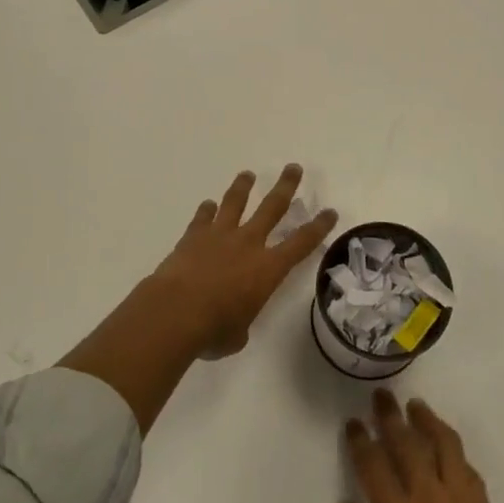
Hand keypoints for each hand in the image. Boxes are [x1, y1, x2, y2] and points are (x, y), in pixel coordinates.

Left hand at [147, 164, 337, 358]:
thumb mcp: (238, 334)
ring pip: (235, 202)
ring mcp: (219, 236)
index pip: (301, 244)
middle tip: (293, 168)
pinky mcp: (193, 236)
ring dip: (243, 187)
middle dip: (285, 187)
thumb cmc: (213, 330)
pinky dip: (207, 210)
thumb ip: (241, 322)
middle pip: (272, 208)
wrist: (174, 312)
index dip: (318, 227)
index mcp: (268, 269)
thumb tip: (232, 322)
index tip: (330, 212)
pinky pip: (203, 218)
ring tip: (248, 174)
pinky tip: (208, 205)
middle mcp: (248, 244)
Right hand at [337, 392, 503, 502]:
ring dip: (426, 420)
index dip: (360, 440)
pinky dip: (452, 449)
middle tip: (381, 396)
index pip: (372, 464)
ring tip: (415, 406)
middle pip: (406, 442)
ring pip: (442, 442)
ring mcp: (460, 499)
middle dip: (389, 416)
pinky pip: (465, 466)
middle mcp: (427, 498)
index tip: (353, 424)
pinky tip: (445, 446)